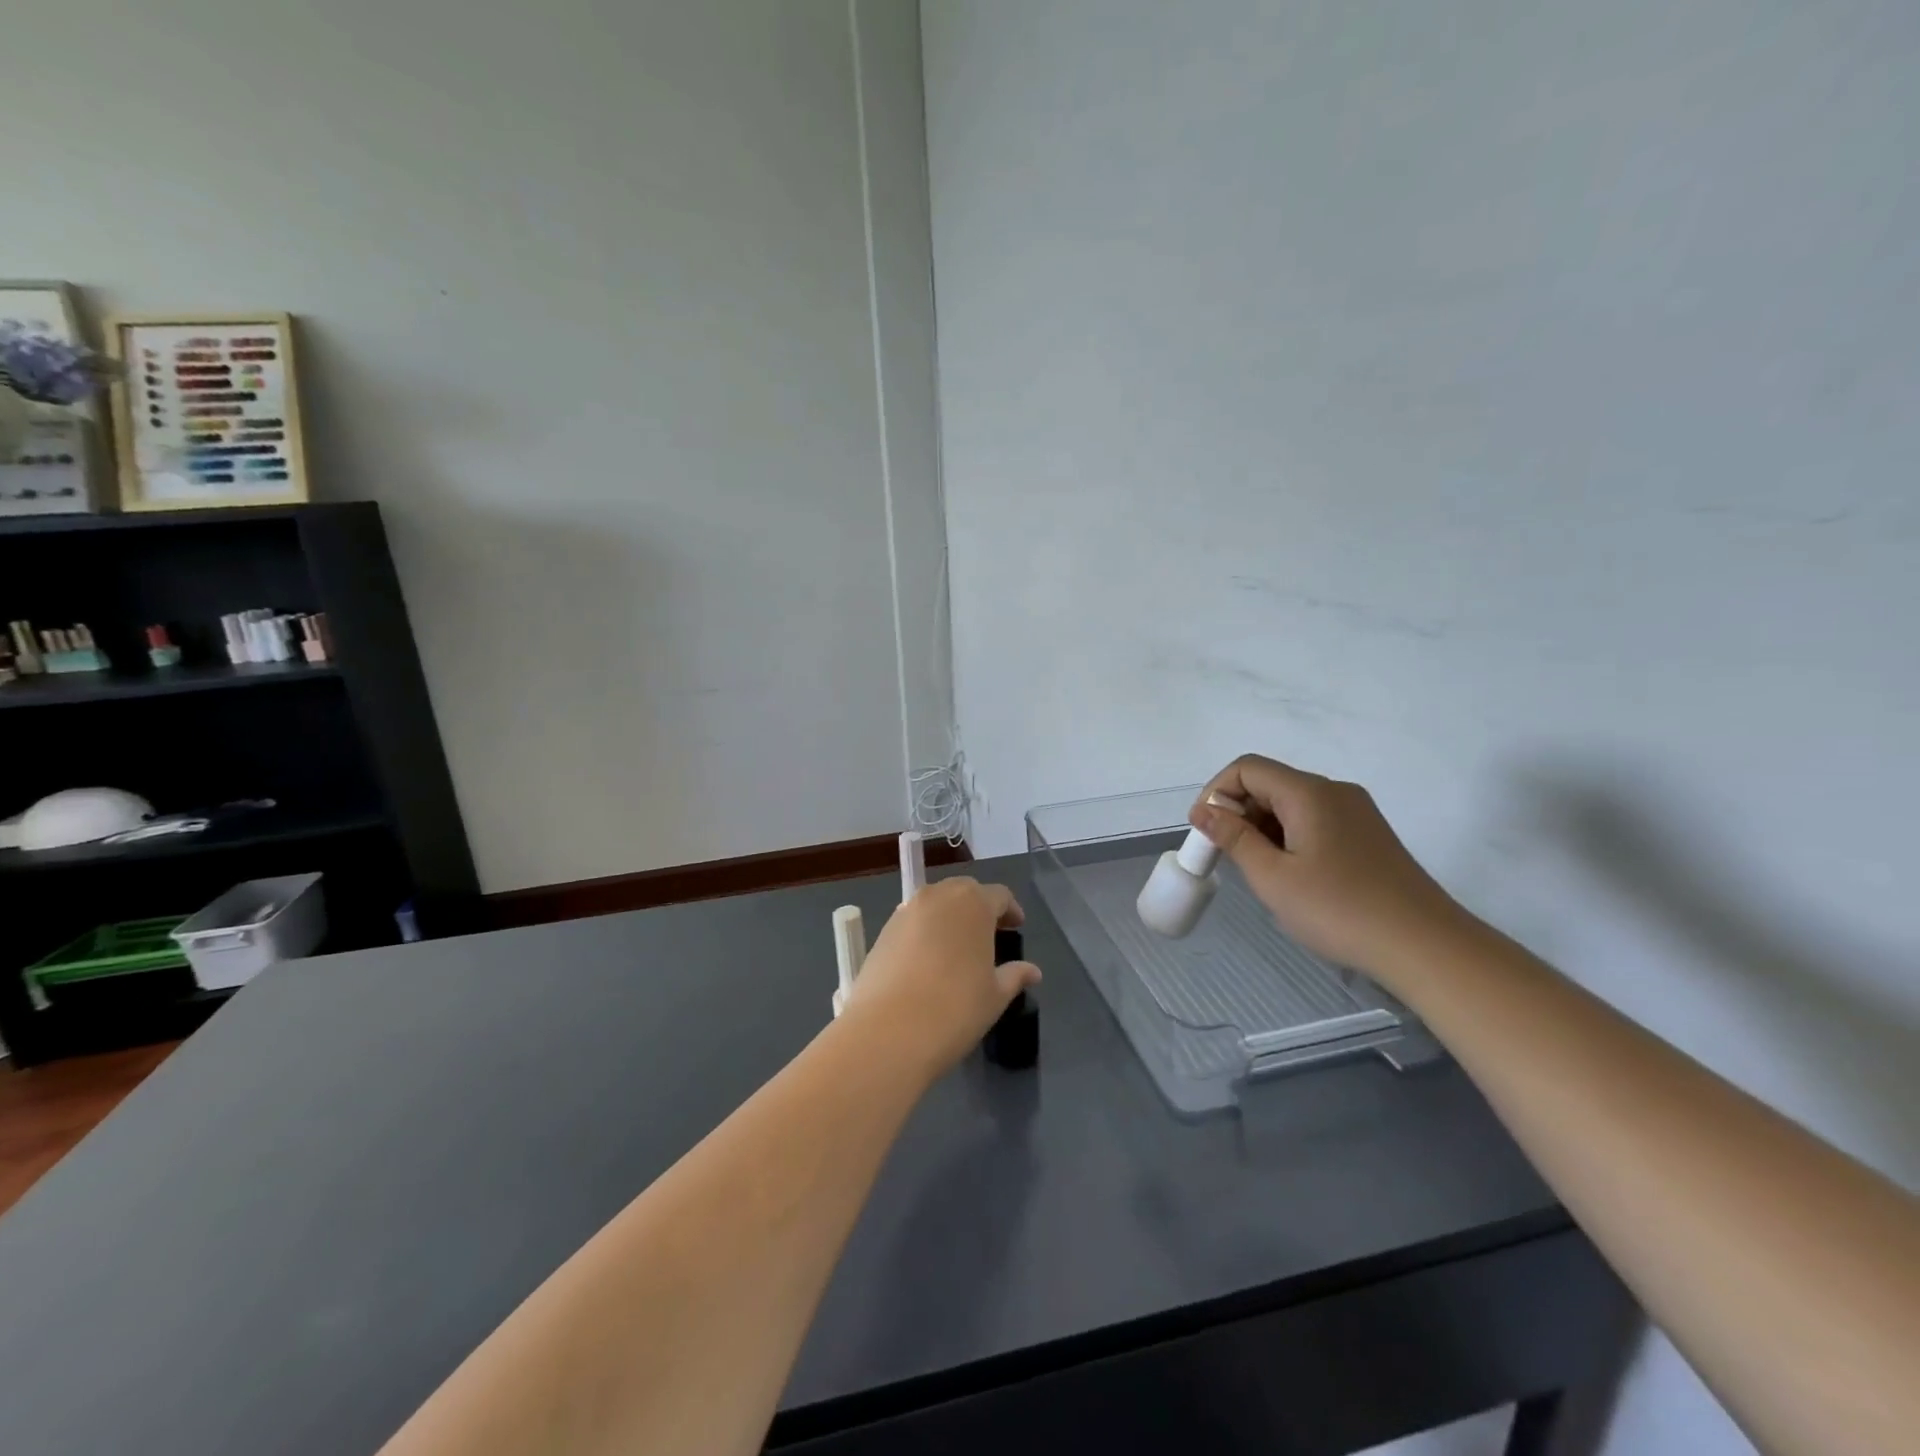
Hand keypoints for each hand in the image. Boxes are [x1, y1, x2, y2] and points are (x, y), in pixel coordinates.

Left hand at [842, 878, 1040, 1075]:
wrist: (888, 1031)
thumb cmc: (955, 1009)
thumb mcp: (995, 996)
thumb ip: (1014, 976)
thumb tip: (1033, 971)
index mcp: (974, 904)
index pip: (999, 895)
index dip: (1010, 910)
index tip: (1016, 927)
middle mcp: (939, 896)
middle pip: (965, 891)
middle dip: (979, 907)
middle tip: (989, 933)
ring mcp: (907, 911)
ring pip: (935, 902)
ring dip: (950, 915)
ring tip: (958, 945)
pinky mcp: (884, 930)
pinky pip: (913, 920)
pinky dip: (925, 930)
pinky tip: (929, 958)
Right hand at [1191, 755, 1472, 980]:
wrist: (1426, 947)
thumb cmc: (1340, 910)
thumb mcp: (1273, 878)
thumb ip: (1234, 839)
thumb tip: (1204, 811)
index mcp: (1309, 793)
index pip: (1247, 768)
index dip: (1216, 792)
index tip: (1203, 832)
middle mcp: (1334, 792)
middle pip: (1269, 783)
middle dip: (1237, 812)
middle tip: (1225, 858)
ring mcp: (1356, 813)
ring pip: (1290, 804)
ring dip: (1261, 828)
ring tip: (1257, 872)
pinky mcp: (1367, 836)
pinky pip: (1313, 821)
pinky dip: (1288, 837)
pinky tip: (1290, 876)